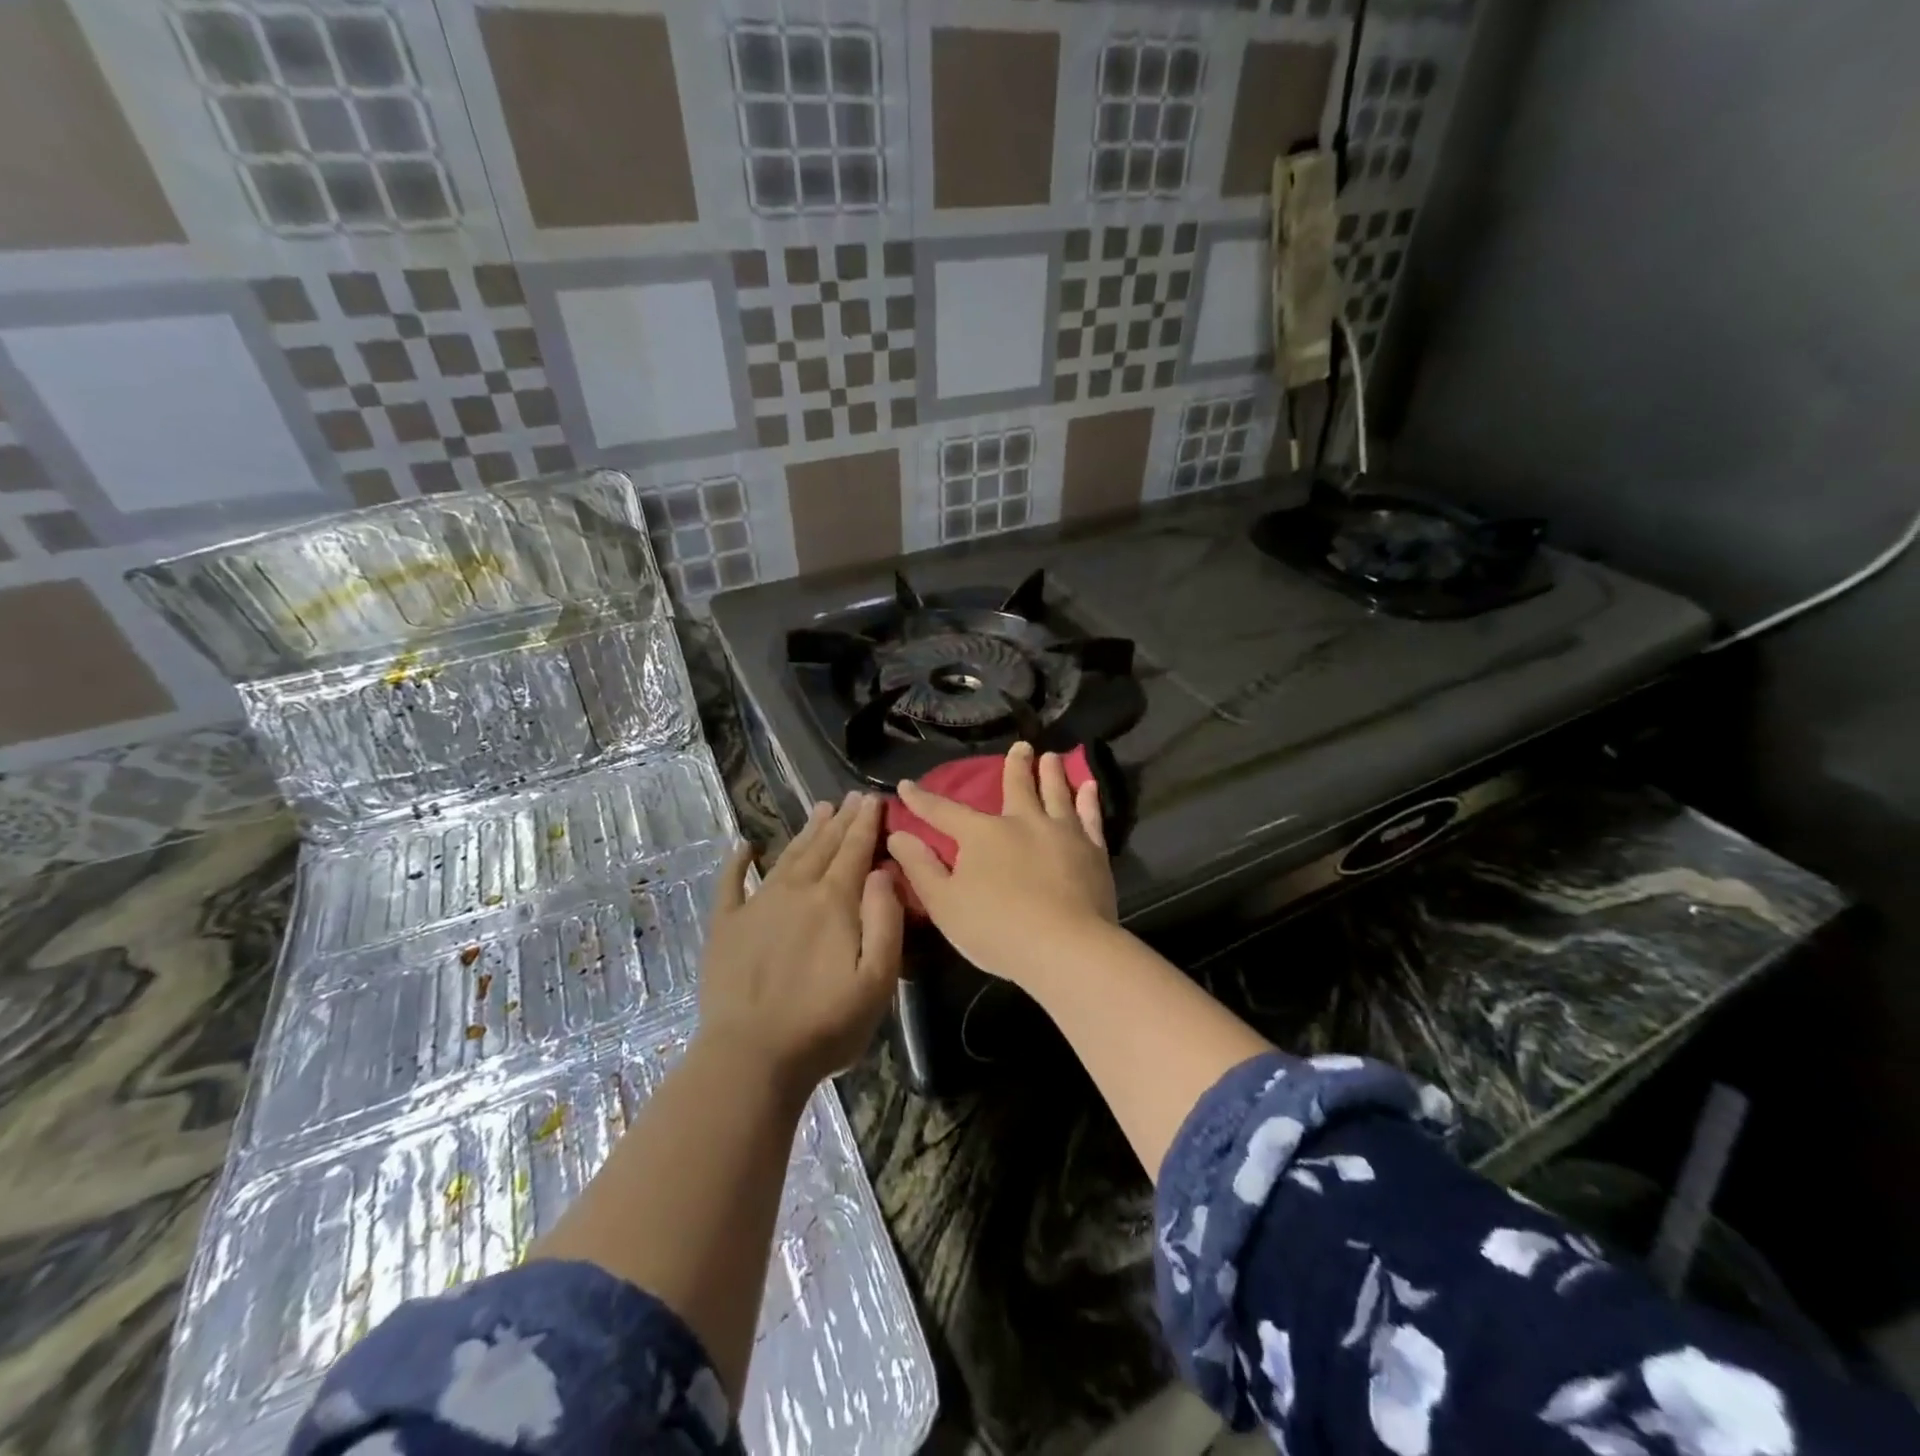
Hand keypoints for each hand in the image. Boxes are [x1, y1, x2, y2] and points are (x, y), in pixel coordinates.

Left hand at [698, 793, 902, 1094]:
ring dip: (805, 832)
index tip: (873, 798)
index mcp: (834, 901)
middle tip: (850, 797)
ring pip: (787, 857)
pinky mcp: (725, 927)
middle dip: (841, 820)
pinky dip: (737, 863)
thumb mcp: (877, 980)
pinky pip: (730, 885)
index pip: (855, 851)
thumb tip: (881, 871)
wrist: (751, 1058)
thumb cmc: (825, 1024)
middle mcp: (796, 891)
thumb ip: (885, 920)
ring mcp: (756, 906)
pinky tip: (743, 846)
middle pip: (823, 847)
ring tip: (819, 809)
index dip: (866, 823)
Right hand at [888, 742, 1117, 988]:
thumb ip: (920, 868)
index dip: (922, 800)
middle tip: (1021, 746)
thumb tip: (897, 835)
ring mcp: (1062, 832)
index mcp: (982, 834)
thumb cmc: (997, 929)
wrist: (1065, 948)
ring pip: (1056, 793)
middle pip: (1017, 786)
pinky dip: (1089, 800)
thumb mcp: (944, 904)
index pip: (944, 812)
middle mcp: (1022, 822)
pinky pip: (1090, 816)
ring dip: (1052, 773)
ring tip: (1052, 757)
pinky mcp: (1092, 850)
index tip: (906, 785)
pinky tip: (1089, 788)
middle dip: (1015, 765)